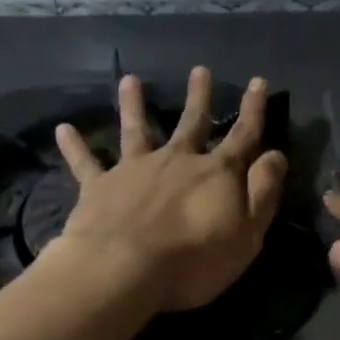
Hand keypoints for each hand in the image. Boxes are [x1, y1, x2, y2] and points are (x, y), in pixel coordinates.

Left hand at [53, 66, 287, 311]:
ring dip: (134, 105)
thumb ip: (263, 191)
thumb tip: (276, 154)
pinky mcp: (99, 186)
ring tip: (130, 81)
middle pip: (192, 123)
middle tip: (199, 70)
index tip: (258, 81)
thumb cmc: (196, 258)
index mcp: (217, 173)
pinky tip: (63, 129)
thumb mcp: (248, 232)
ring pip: (137, 130)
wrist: (125, 269)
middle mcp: (177, 160)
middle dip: (199, 97)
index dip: (253, 109)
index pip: (243, 135)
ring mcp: (135, 169)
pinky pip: (86, 163)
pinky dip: (75, 146)